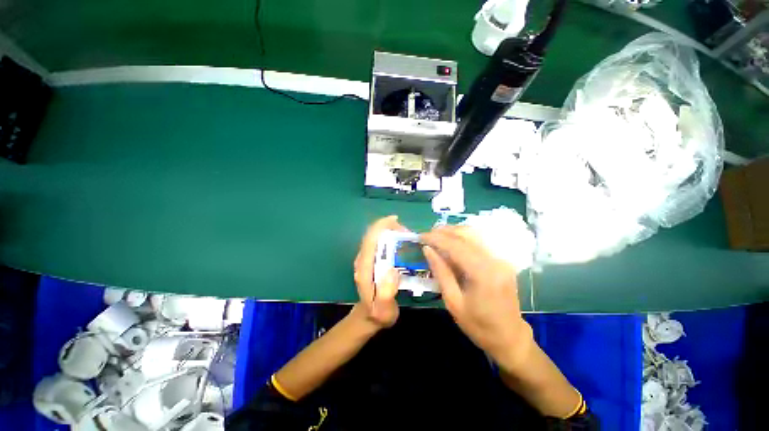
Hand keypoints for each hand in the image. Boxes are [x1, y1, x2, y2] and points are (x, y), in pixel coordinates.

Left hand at [352, 216, 405, 328]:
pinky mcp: (370, 261)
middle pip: (372, 235)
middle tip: (407, 232)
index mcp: (364, 268)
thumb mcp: (384, 310)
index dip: (380, 226)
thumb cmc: (378, 313)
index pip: (370, 240)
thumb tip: (392, 270)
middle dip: (388, 227)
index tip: (395, 220)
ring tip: (406, 236)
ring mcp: (365, 260)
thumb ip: (386, 293)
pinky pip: (378, 244)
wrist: (369, 317)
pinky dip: (388, 238)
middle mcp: (362, 260)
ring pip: (375, 238)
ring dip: (389, 231)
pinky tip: (400, 242)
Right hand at [421, 226, 533, 369]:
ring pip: (474, 234)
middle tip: (426, 236)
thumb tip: (427, 249)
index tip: (420, 237)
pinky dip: (462, 238)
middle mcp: (494, 260)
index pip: (455, 245)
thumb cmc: (478, 325)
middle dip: (443, 231)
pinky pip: (479, 241)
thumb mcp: (453, 302)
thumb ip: (440, 271)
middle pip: (466, 234)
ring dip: (452, 232)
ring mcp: (501, 258)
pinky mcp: (501, 260)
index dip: (435, 238)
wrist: (510, 337)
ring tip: (436, 237)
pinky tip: (452, 242)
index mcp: (482, 273)